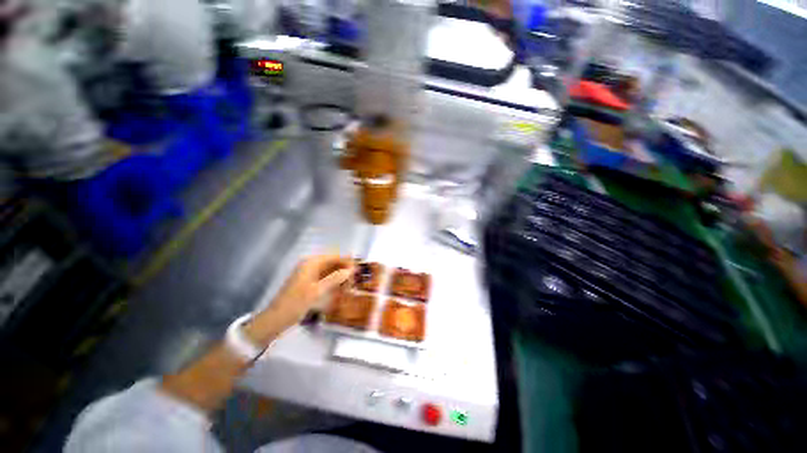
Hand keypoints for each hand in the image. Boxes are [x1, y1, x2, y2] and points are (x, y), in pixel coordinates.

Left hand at [263, 254, 354, 328]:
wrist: (276, 319)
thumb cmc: (295, 303)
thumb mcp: (317, 291)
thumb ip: (335, 279)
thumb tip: (351, 270)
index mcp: (311, 263)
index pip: (334, 257)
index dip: (347, 262)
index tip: (357, 272)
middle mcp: (310, 264)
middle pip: (332, 262)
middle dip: (344, 270)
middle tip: (353, 282)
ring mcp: (309, 273)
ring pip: (330, 270)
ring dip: (339, 277)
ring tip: (348, 287)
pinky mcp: (309, 282)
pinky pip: (325, 277)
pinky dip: (333, 282)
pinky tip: (339, 289)